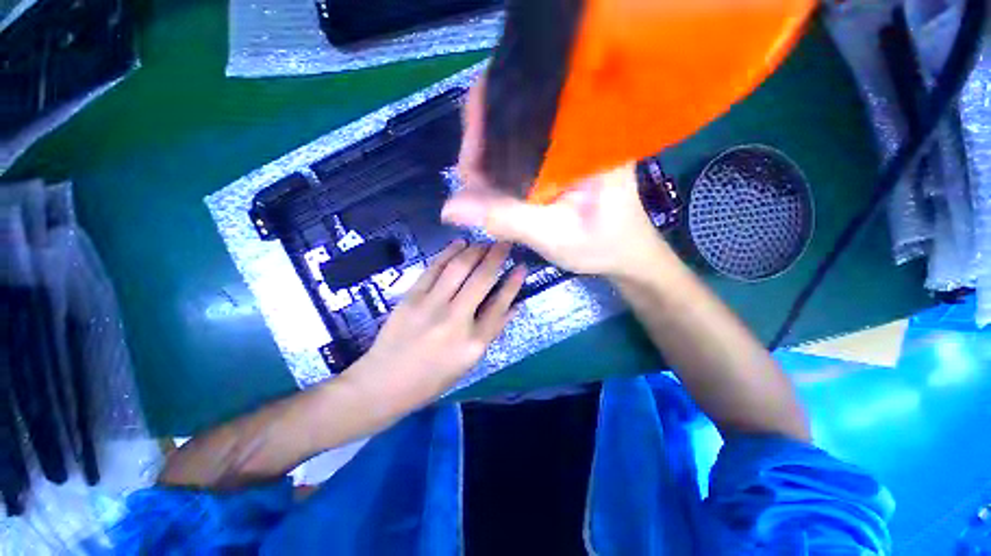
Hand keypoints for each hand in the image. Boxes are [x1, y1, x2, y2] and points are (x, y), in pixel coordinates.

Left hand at [358, 240, 525, 408]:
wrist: (385, 382)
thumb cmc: (433, 377)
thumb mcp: (469, 361)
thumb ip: (493, 330)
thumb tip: (514, 305)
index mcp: (473, 342)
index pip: (500, 304)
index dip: (514, 283)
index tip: (522, 266)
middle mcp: (455, 319)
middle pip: (481, 279)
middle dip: (497, 256)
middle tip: (505, 243)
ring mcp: (431, 305)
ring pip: (459, 267)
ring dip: (475, 250)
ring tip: (485, 242)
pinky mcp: (411, 296)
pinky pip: (434, 267)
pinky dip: (449, 251)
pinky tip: (460, 244)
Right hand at [443, 78, 667, 277]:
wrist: (626, 254)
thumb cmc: (602, 244)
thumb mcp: (554, 235)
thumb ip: (506, 218)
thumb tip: (450, 207)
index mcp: (582, 131)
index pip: (522, 99)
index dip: (483, 123)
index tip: (469, 166)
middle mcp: (573, 125)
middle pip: (510, 115)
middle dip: (481, 149)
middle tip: (472, 189)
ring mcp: (564, 141)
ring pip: (511, 137)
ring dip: (488, 164)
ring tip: (480, 195)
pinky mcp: (557, 158)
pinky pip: (518, 155)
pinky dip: (500, 172)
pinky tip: (494, 193)